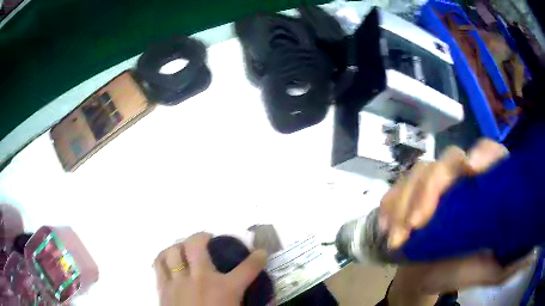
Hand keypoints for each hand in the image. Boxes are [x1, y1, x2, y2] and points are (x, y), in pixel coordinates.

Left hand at [153, 232, 267, 305]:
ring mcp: (178, 281)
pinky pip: (159, 264)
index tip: (260, 253)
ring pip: (174, 250)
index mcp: (225, 289)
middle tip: (208, 240)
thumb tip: (272, 299)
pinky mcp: (163, 287)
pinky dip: (164, 258)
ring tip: (186, 249)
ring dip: (180, 246)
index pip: (248, 267)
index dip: (258, 258)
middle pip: (196, 244)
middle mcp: (200, 278)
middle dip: (203, 236)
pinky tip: (170, 260)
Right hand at [379, 139, 534, 304]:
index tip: (472, 170)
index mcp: (487, 189)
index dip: (484, 154)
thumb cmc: (459, 272)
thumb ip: (502, 262)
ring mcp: (435, 183)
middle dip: (431, 188)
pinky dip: (390, 206)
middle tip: (417, 224)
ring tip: (396, 240)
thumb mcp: (485, 272)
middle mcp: (462, 178)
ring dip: (404, 203)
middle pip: (448, 160)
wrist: (423, 276)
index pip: (492, 153)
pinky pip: (397, 187)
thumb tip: (519, 255)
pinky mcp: (411, 193)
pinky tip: (387, 229)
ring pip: (419, 172)